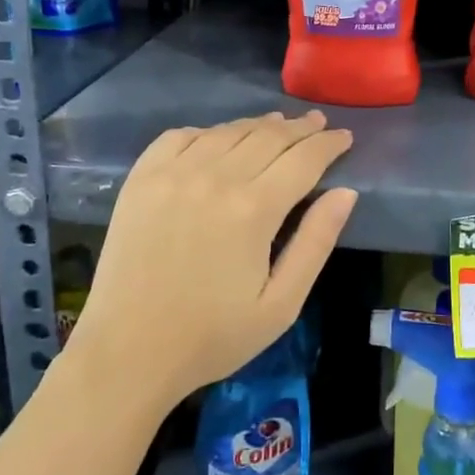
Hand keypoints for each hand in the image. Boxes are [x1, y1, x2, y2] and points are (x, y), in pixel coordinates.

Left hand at [72, 111, 356, 407]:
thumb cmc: (213, 337)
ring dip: (258, 125)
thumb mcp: (281, 305)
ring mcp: (173, 174)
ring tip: (277, 126)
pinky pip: (180, 137)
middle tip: (318, 123)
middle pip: (268, 136)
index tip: (344, 136)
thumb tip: (346, 193)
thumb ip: (316, 243)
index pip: (303, 159)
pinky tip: (218, 139)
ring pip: (227, 131)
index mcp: (253, 209)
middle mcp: (214, 178)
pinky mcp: (141, 179)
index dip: (328, 144)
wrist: (128, 351)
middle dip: (299, 128)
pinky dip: (208, 132)